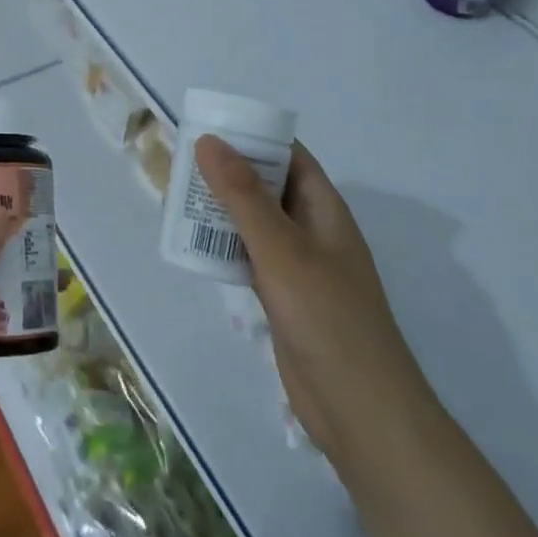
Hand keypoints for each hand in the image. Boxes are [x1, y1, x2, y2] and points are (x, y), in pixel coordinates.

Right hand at [194, 136, 433, 468]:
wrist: (359, 408)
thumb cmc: (326, 316)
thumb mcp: (281, 248)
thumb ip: (243, 195)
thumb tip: (208, 141)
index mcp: (324, 209)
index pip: (290, 156)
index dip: (253, 137)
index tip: (209, 128)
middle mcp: (313, 231)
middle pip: (269, 187)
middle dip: (230, 173)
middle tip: (181, 162)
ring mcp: (300, 267)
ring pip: (256, 224)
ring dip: (223, 211)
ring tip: (177, 198)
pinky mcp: (285, 299)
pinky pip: (250, 259)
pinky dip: (225, 249)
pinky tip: (195, 248)